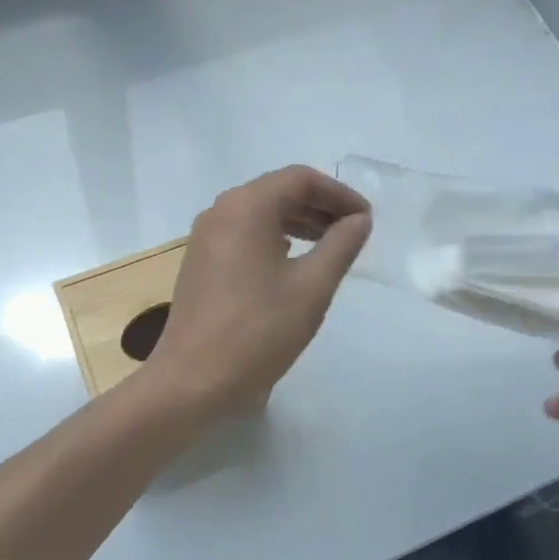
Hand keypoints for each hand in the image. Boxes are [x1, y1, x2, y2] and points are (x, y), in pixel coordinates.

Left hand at [145, 166, 371, 414]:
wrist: (192, 380)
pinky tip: (294, 260)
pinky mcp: (201, 260)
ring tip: (331, 244)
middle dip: (320, 205)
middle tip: (354, 231)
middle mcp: (221, 211)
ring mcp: (206, 236)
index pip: (300, 179)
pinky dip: (274, 237)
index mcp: (247, 207)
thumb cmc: (258, 331)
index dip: (339, 193)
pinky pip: (244, 233)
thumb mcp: (311, 288)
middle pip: (278, 190)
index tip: (366, 219)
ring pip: (260, 212)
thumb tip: (359, 220)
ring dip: (298, 221)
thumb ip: (340, 245)